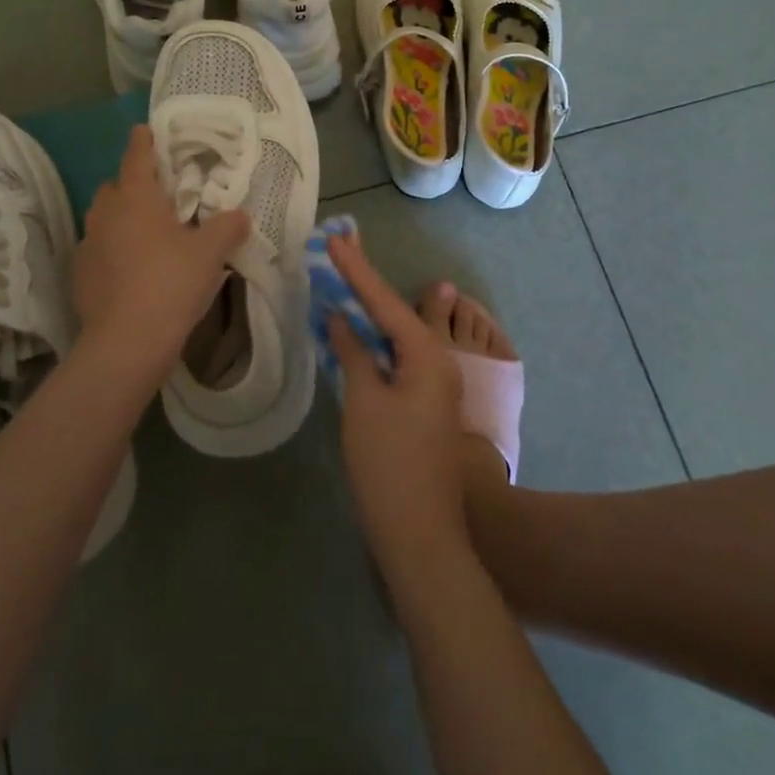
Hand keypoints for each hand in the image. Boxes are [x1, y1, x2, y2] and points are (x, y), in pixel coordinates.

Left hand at [74, 125, 249, 390]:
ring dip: (121, 219)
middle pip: (115, 187)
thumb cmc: (171, 283)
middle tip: (159, 196)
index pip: (137, 156)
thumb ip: (227, 227)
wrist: (127, 342)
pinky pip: (97, 250)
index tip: (145, 130)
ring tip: (146, 234)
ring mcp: (88, 245)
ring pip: (103, 219)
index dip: (143, 141)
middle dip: (132, 185)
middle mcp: (105, 214)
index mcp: (136, 197)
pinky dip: (112, 251)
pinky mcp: (80, 275)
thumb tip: (240, 214)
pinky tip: (130, 270)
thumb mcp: (211, 253)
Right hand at [327, 231, 473, 587]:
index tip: (335, 239)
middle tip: (339, 251)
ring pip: (397, 337)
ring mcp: (434, 386)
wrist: (420, 535)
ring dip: (370, 313)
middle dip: (365, 284)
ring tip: (342, 282)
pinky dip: (375, 343)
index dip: (357, 270)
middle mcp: (438, 362)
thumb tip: (340, 319)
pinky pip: (398, 359)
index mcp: (427, 356)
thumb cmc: (388, 464)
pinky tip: (356, 333)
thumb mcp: (364, 403)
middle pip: (394, 313)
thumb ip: (354, 353)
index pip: (384, 302)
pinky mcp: (425, 405)